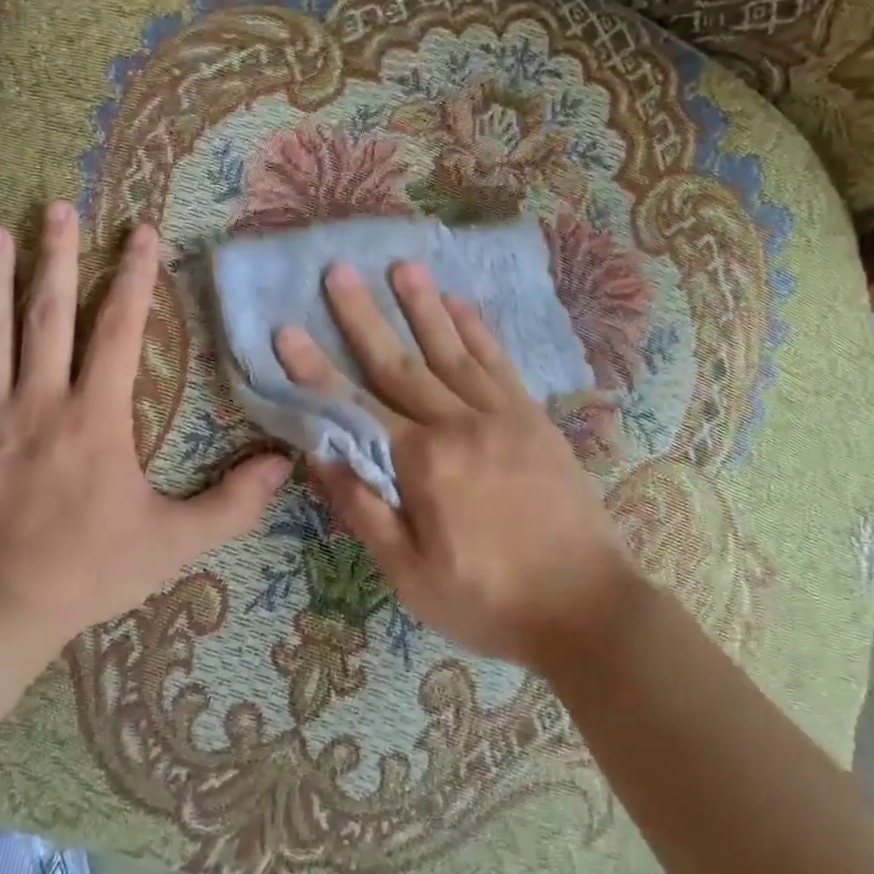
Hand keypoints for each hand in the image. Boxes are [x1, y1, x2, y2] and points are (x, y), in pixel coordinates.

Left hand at [0, 204, 290, 653]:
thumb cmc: (91, 568)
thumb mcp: (176, 540)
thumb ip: (233, 503)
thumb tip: (284, 466)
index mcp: (95, 415)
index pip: (119, 330)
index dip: (133, 278)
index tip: (140, 232)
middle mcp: (39, 401)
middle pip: (48, 315)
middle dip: (56, 257)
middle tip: (54, 206)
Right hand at [274, 260, 638, 669]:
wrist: (587, 608)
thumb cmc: (489, 601)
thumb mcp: (411, 575)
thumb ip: (364, 512)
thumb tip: (321, 458)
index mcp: (424, 465)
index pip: (356, 407)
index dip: (315, 369)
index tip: (286, 329)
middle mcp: (460, 426)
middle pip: (401, 363)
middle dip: (364, 316)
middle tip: (338, 271)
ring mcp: (503, 417)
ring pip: (453, 351)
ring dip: (424, 306)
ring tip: (402, 265)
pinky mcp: (535, 420)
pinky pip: (501, 364)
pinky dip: (479, 331)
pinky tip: (462, 304)